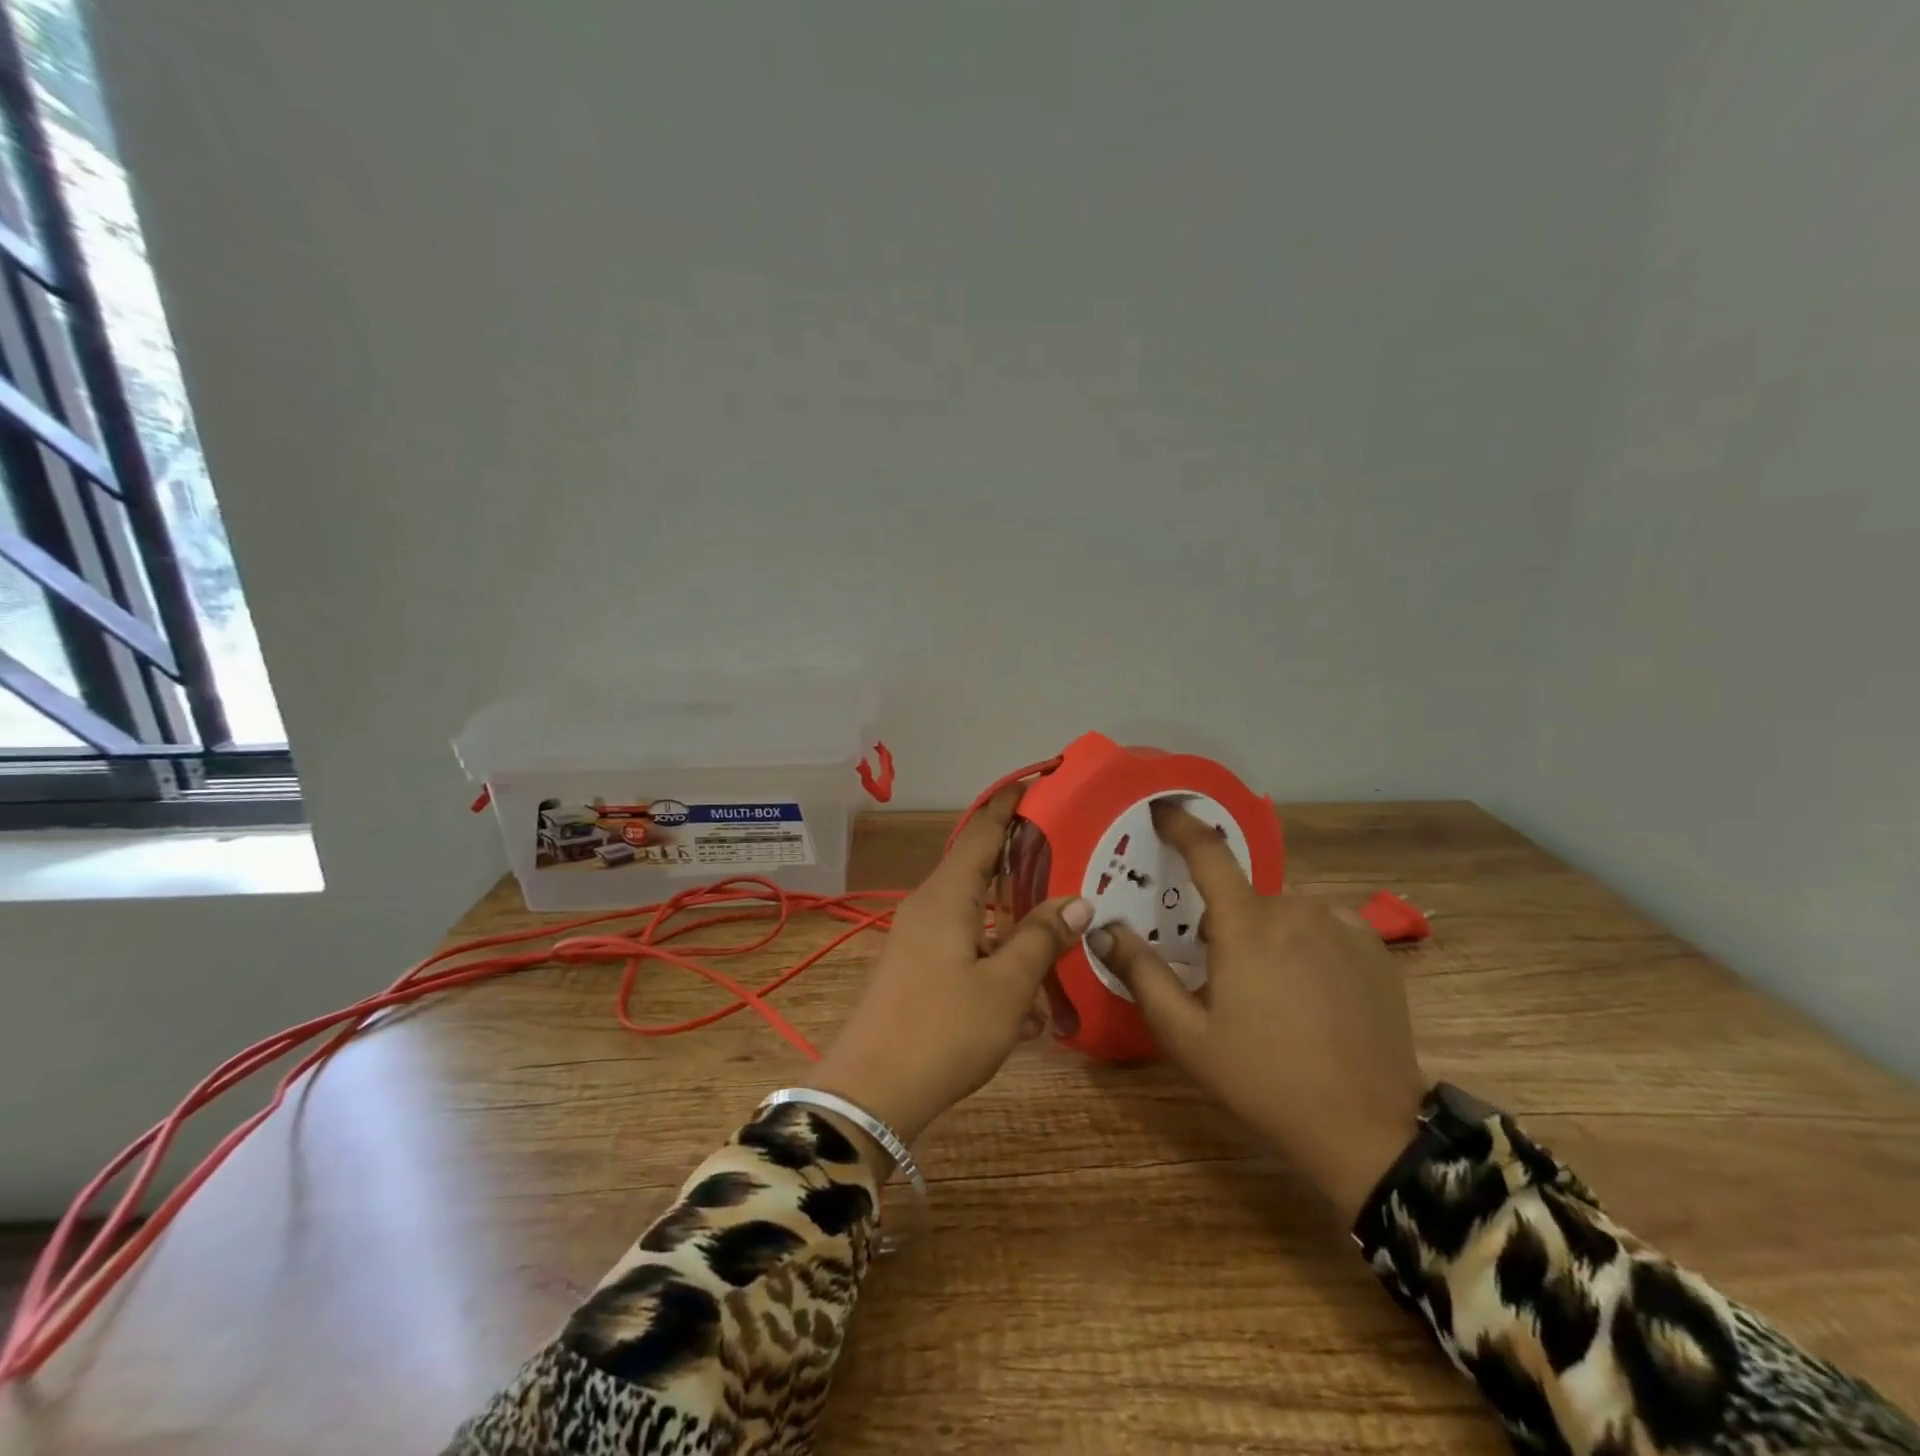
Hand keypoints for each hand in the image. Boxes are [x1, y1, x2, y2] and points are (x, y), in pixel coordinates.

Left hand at [810, 786, 1091, 1150]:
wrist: (870, 1094)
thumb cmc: (942, 1030)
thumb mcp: (1005, 986)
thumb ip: (1041, 939)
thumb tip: (1078, 901)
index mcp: (947, 896)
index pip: (982, 831)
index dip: (1010, 805)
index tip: (1040, 782)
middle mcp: (929, 907)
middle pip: (981, 869)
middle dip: (1023, 863)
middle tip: (1070, 856)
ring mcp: (919, 941)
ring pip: (977, 916)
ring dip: (1016, 926)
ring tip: (1061, 934)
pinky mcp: (917, 972)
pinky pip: (966, 951)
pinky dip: (998, 964)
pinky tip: (1031, 1010)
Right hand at [1090, 802, 1426, 1220]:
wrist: (1366, 1129)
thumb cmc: (1263, 1079)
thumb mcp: (1186, 1035)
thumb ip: (1142, 974)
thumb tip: (1104, 930)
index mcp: (1246, 926)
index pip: (1207, 853)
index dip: (1181, 825)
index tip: (1162, 809)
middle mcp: (1295, 911)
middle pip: (1244, 898)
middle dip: (1225, 925)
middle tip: (1223, 978)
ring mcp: (1341, 927)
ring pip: (1284, 912)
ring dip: (1267, 934)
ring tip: (1271, 993)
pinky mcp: (1373, 948)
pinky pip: (1324, 925)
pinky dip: (1307, 942)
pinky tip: (1311, 989)